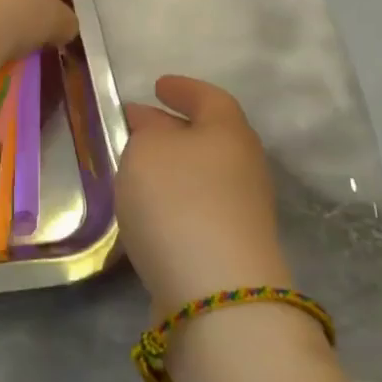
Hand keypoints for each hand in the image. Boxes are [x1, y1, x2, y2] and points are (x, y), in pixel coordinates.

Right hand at [117, 76, 292, 317]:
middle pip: (210, 137)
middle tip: (140, 127)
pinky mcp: (232, 251)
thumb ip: (146, 130)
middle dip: (175, 129)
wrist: (217, 295)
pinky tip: (149, 213)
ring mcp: (243, 212)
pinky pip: (199, 210)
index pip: (209, 98)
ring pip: (203, 176)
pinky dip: (175, 202)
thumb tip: (151, 125)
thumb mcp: (148, 149)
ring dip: (174, 169)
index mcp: (229, 131)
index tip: (158, 85)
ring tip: (137, 170)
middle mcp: (244, 167)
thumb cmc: (179, 200)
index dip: (183, 89)